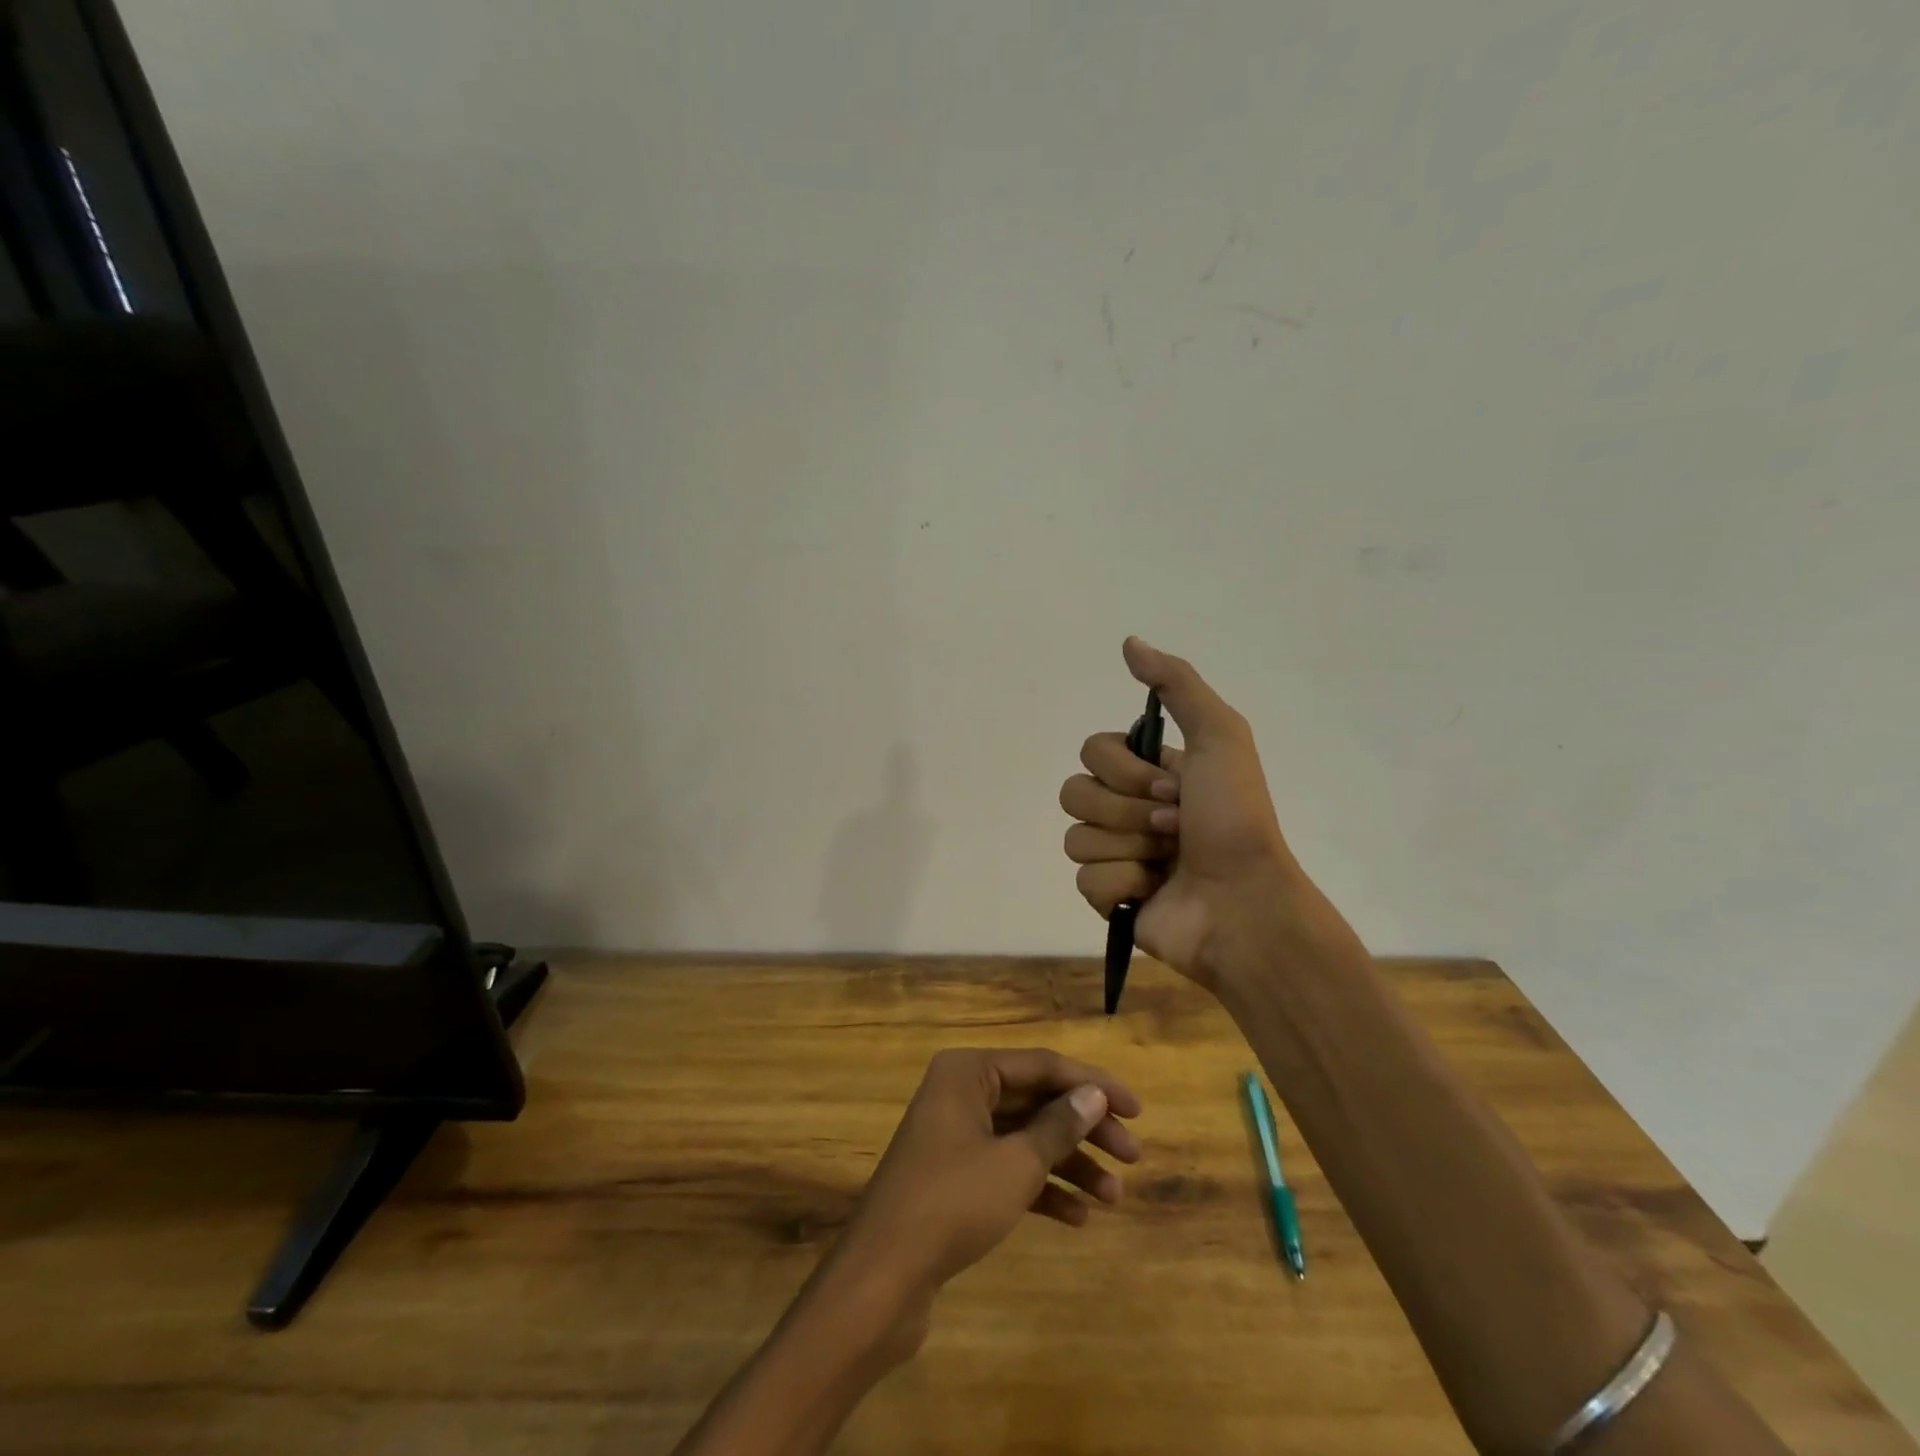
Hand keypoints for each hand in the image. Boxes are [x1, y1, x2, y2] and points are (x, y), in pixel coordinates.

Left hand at [835, 1048, 1141, 1323]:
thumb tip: (1094, 1094)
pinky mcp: (955, 1177)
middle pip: (1036, 1101)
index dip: (1093, 1085)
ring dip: (1069, 1163)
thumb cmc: (952, 1203)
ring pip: (1025, 1138)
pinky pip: (1008, 1170)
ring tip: (1114, 1197)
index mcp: (969, 1072)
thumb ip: (1058, 1125)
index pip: (1043, 1065)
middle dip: (1085, 1128)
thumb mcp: (1015, 1163)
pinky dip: (1041, 1188)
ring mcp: (956, 1136)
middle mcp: (961, 1093)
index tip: (1137, 1110)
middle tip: (1132, 1157)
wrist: (883, 1278)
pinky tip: (1077, 1218)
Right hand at [1060, 637, 1305, 987]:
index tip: (1173, 787)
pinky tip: (1152, 892)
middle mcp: (1127, 808)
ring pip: (1076, 838)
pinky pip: (1085, 880)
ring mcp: (1116, 854)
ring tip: (1166, 863)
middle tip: (1173, 826)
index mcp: (1148, 772)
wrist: (1245, 902)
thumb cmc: (1235, 818)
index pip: (1092, 752)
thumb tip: (1129, 642)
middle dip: (1127, 811)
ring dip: (1128, 848)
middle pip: (1075, 793)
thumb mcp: (1219, 736)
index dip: (1125, 770)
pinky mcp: (1109, 899)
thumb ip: (1176, 685)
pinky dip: (1122, 885)